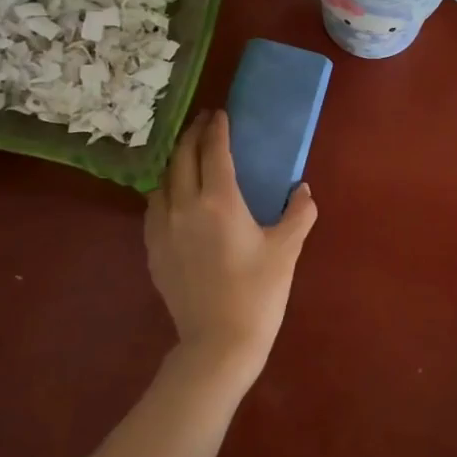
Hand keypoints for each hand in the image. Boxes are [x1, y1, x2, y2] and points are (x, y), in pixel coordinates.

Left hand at [145, 109, 317, 389]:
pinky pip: (154, 207)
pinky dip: (165, 190)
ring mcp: (162, 228)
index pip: (214, 150)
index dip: (218, 128)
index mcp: (219, 201)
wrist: (218, 343)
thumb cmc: (259, 293)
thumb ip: (298, 214)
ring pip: (163, 180)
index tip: (221, 114)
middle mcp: (184, 206)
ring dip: (176, 160)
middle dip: (194, 135)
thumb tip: (303, 190)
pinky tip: (175, 196)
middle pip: (182, 157)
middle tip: (206, 123)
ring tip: (189, 155)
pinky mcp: (153, 250)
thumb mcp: (287, 250)